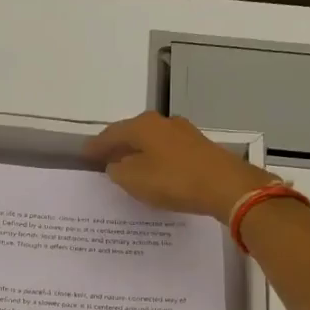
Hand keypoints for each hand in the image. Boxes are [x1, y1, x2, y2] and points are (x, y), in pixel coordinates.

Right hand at [86, 112, 274, 222]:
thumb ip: (118, 171)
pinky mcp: (200, 148)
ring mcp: (185, 134)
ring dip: (139, 153)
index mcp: (143, 126)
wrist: (226, 186)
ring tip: (128, 168)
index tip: (84, 155)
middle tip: (104, 160)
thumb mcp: (134, 180)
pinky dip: (156, 160)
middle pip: (133, 133)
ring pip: (152, 142)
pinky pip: (168, 152)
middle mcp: (163, 122)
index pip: (111, 134)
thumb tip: (116, 165)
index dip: (96, 146)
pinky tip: (155, 172)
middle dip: (118, 146)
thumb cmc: (174, 180)